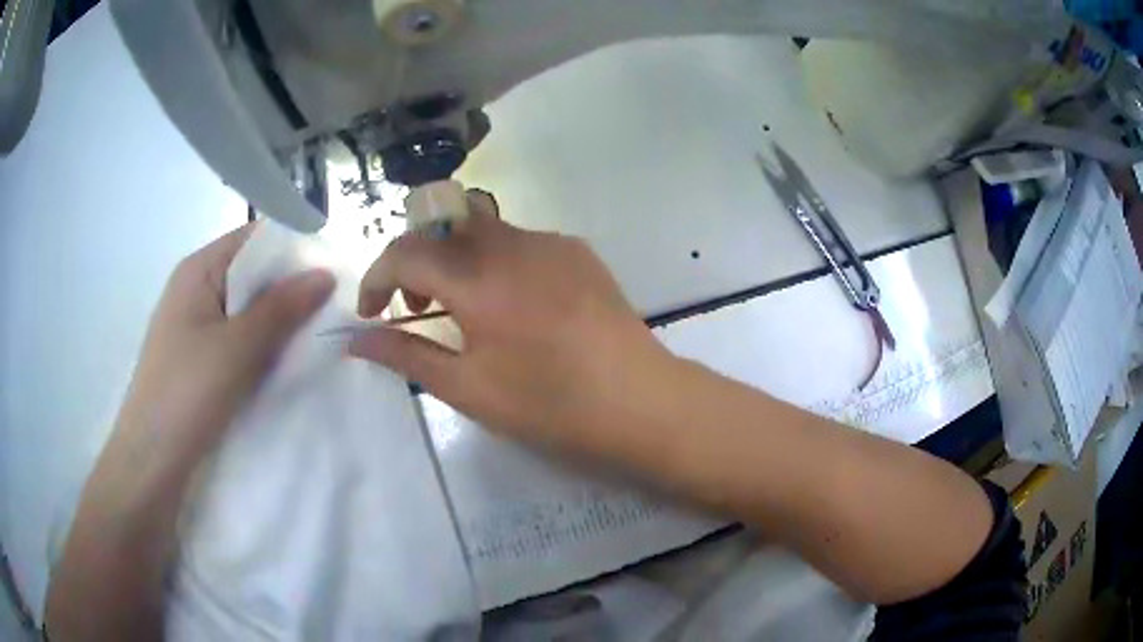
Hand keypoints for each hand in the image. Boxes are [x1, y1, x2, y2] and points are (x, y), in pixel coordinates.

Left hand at [114, 224, 333, 470]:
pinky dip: (263, 347)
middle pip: (252, 274)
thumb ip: (281, 309)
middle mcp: (196, 289)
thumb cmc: (186, 393)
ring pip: (247, 311)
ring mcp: (196, 326)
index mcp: (198, 270)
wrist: (151, 460)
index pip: (254, 239)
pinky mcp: (200, 359)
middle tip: (333, 310)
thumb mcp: (236, 348)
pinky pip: (239, 340)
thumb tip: (326, 274)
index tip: (333, 273)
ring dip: (278, 323)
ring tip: (317, 338)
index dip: (293, 249)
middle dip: (290, 290)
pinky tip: (286, 364)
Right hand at [351, 192, 671, 451]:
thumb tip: (356, 341)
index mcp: (479, 277)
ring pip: (482, 229)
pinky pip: (520, 241)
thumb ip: (406, 355)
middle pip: (442, 226)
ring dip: (455, 258)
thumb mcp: (468, 388)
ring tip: (465, 310)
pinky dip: (495, 262)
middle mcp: (512, 243)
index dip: (375, 278)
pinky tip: (514, 306)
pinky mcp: (578, 251)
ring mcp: (551, 242)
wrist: (641, 400)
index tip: (370, 313)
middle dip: (415, 261)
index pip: (405, 253)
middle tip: (418, 308)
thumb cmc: (550, 403)